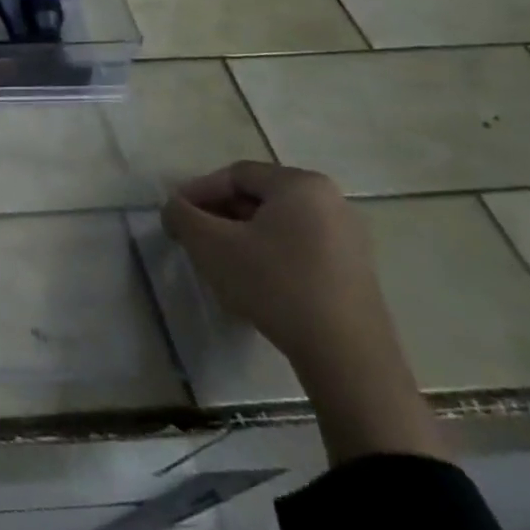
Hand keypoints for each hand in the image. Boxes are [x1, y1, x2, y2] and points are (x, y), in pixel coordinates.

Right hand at [160, 160, 390, 371]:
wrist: (345, 355)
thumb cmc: (274, 284)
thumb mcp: (210, 244)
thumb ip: (181, 215)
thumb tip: (176, 209)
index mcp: (301, 185)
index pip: (234, 175)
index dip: (197, 192)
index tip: (175, 217)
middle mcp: (331, 201)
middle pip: (257, 197)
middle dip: (219, 214)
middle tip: (194, 238)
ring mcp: (348, 236)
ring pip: (276, 224)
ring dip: (240, 235)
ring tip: (218, 261)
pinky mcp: (354, 269)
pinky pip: (298, 246)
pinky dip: (268, 253)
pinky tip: (252, 280)